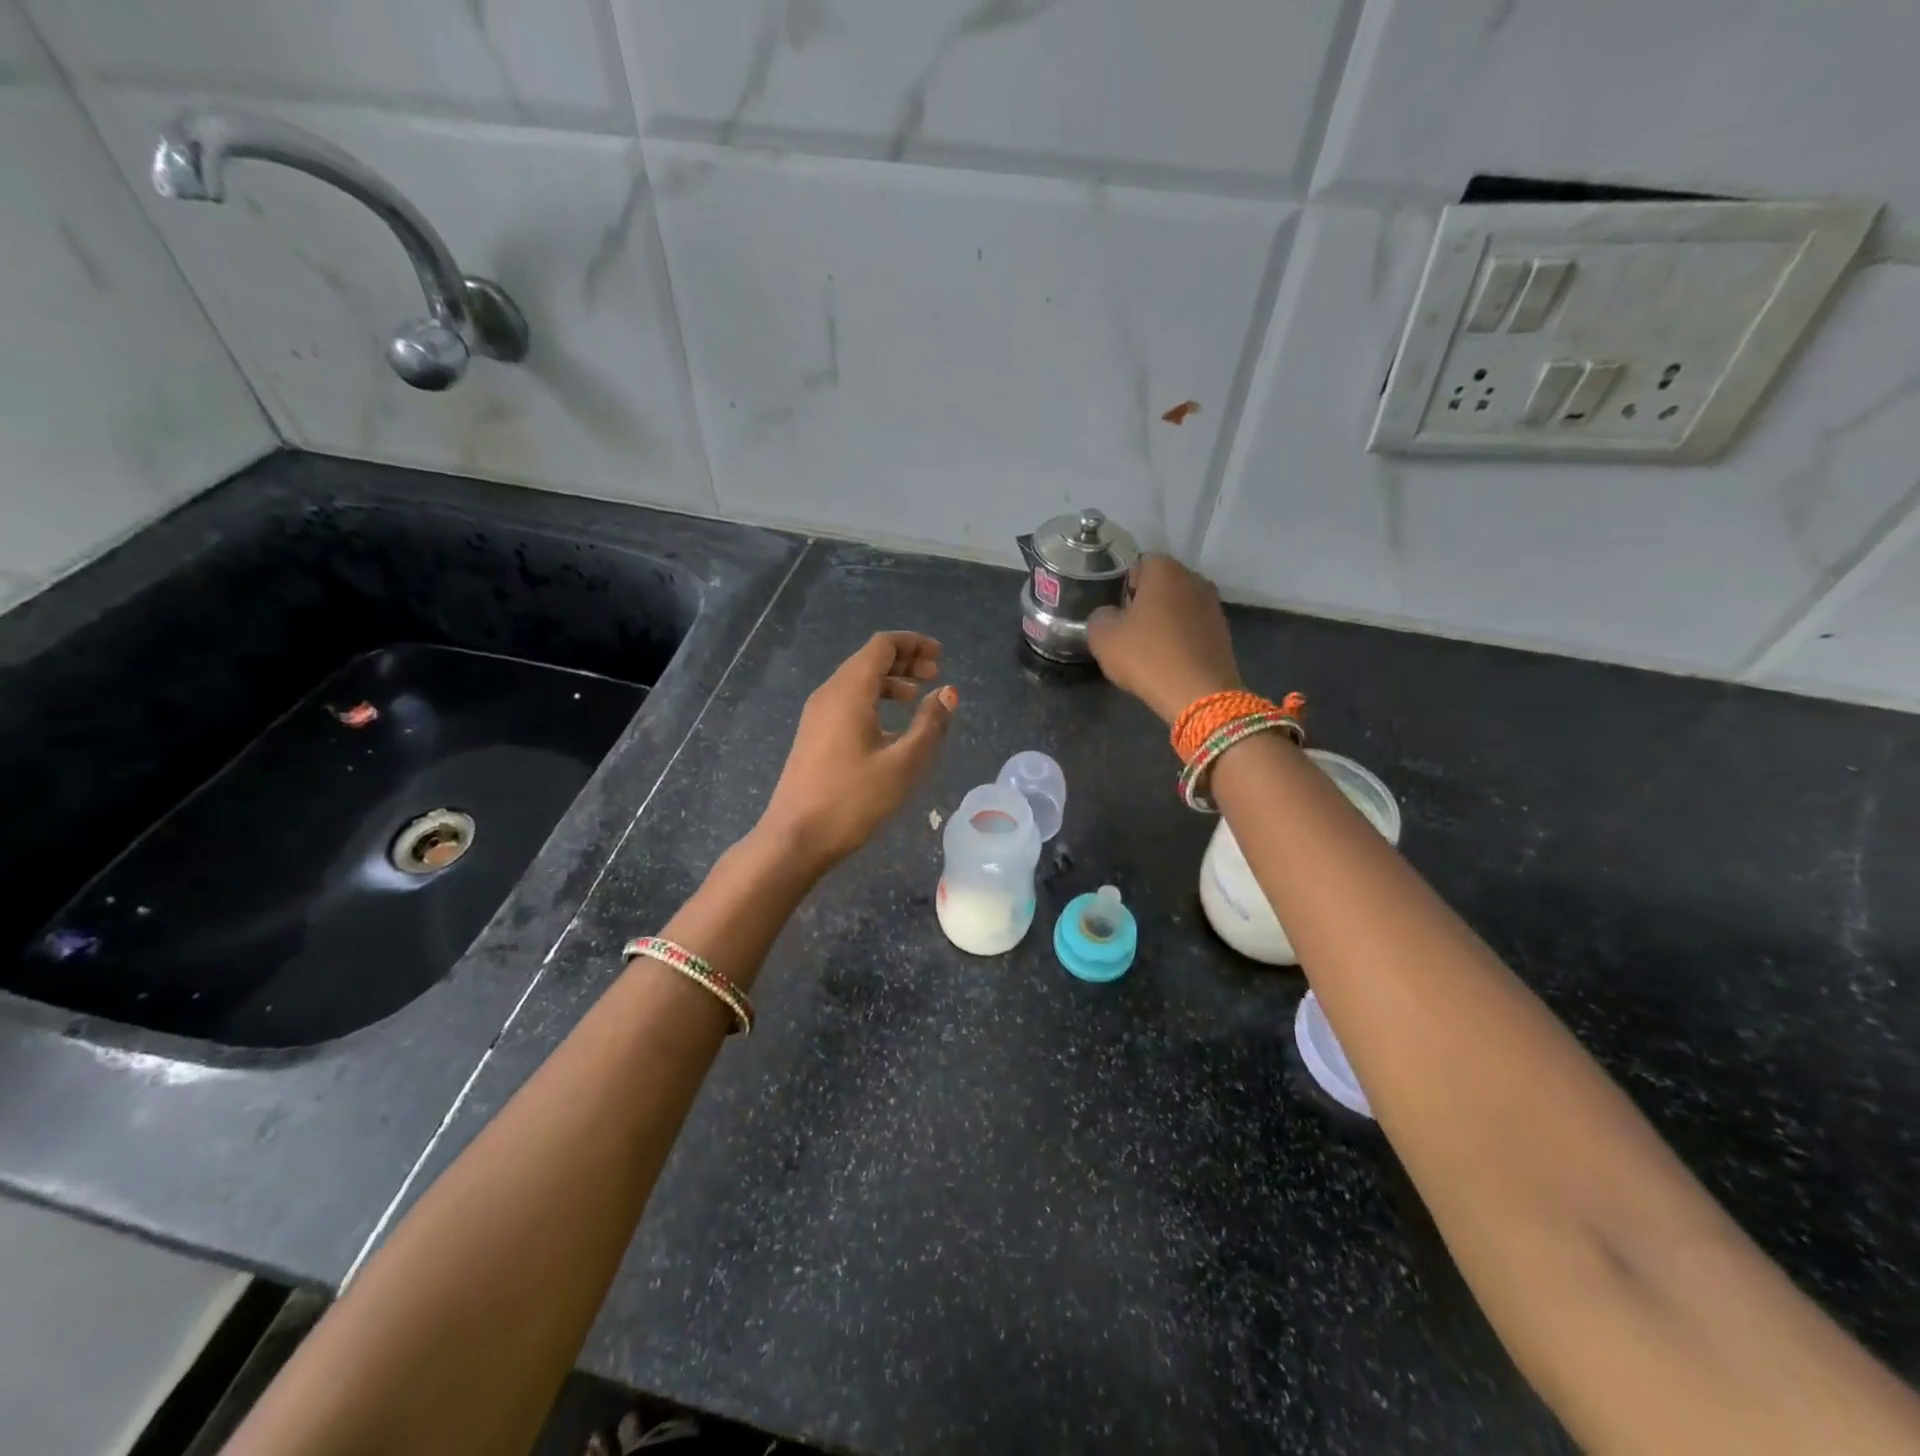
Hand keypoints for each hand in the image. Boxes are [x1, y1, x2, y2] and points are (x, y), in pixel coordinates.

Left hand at [759, 631, 957, 871]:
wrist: (795, 838)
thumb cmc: (852, 799)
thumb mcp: (903, 763)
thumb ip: (929, 724)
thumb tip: (948, 692)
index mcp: (849, 691)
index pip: (881, 646)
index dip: (913, 644)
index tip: (940, 656)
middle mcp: (829, 694)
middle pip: (868, 660)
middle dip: (904, 661)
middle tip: (935, 674)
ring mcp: (816, 716)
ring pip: (857, 682)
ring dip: (889, 682)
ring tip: (917, 698)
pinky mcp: (813, 736)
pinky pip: (847, 703)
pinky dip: (874, 701)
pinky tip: (891, 727)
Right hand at [1087, 555, 1242, 725]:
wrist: (1199, 694)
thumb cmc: (1147, 656)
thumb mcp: (1103, 637)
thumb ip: (1100, 617)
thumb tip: (1109, 615)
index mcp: (1164, 570)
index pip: (1139, 565)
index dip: (1124, 587)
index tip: (1116, 612)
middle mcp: (1194, 579)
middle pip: (1162, 585)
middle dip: (1146, 602)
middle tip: (1129, 630)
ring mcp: (1213, 605)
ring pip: (1179, 606)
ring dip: (1165, 621)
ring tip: (1150, 648)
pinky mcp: (1223, 631)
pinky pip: (1193, 627)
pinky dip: (1181, 638)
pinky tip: (1170, 661)